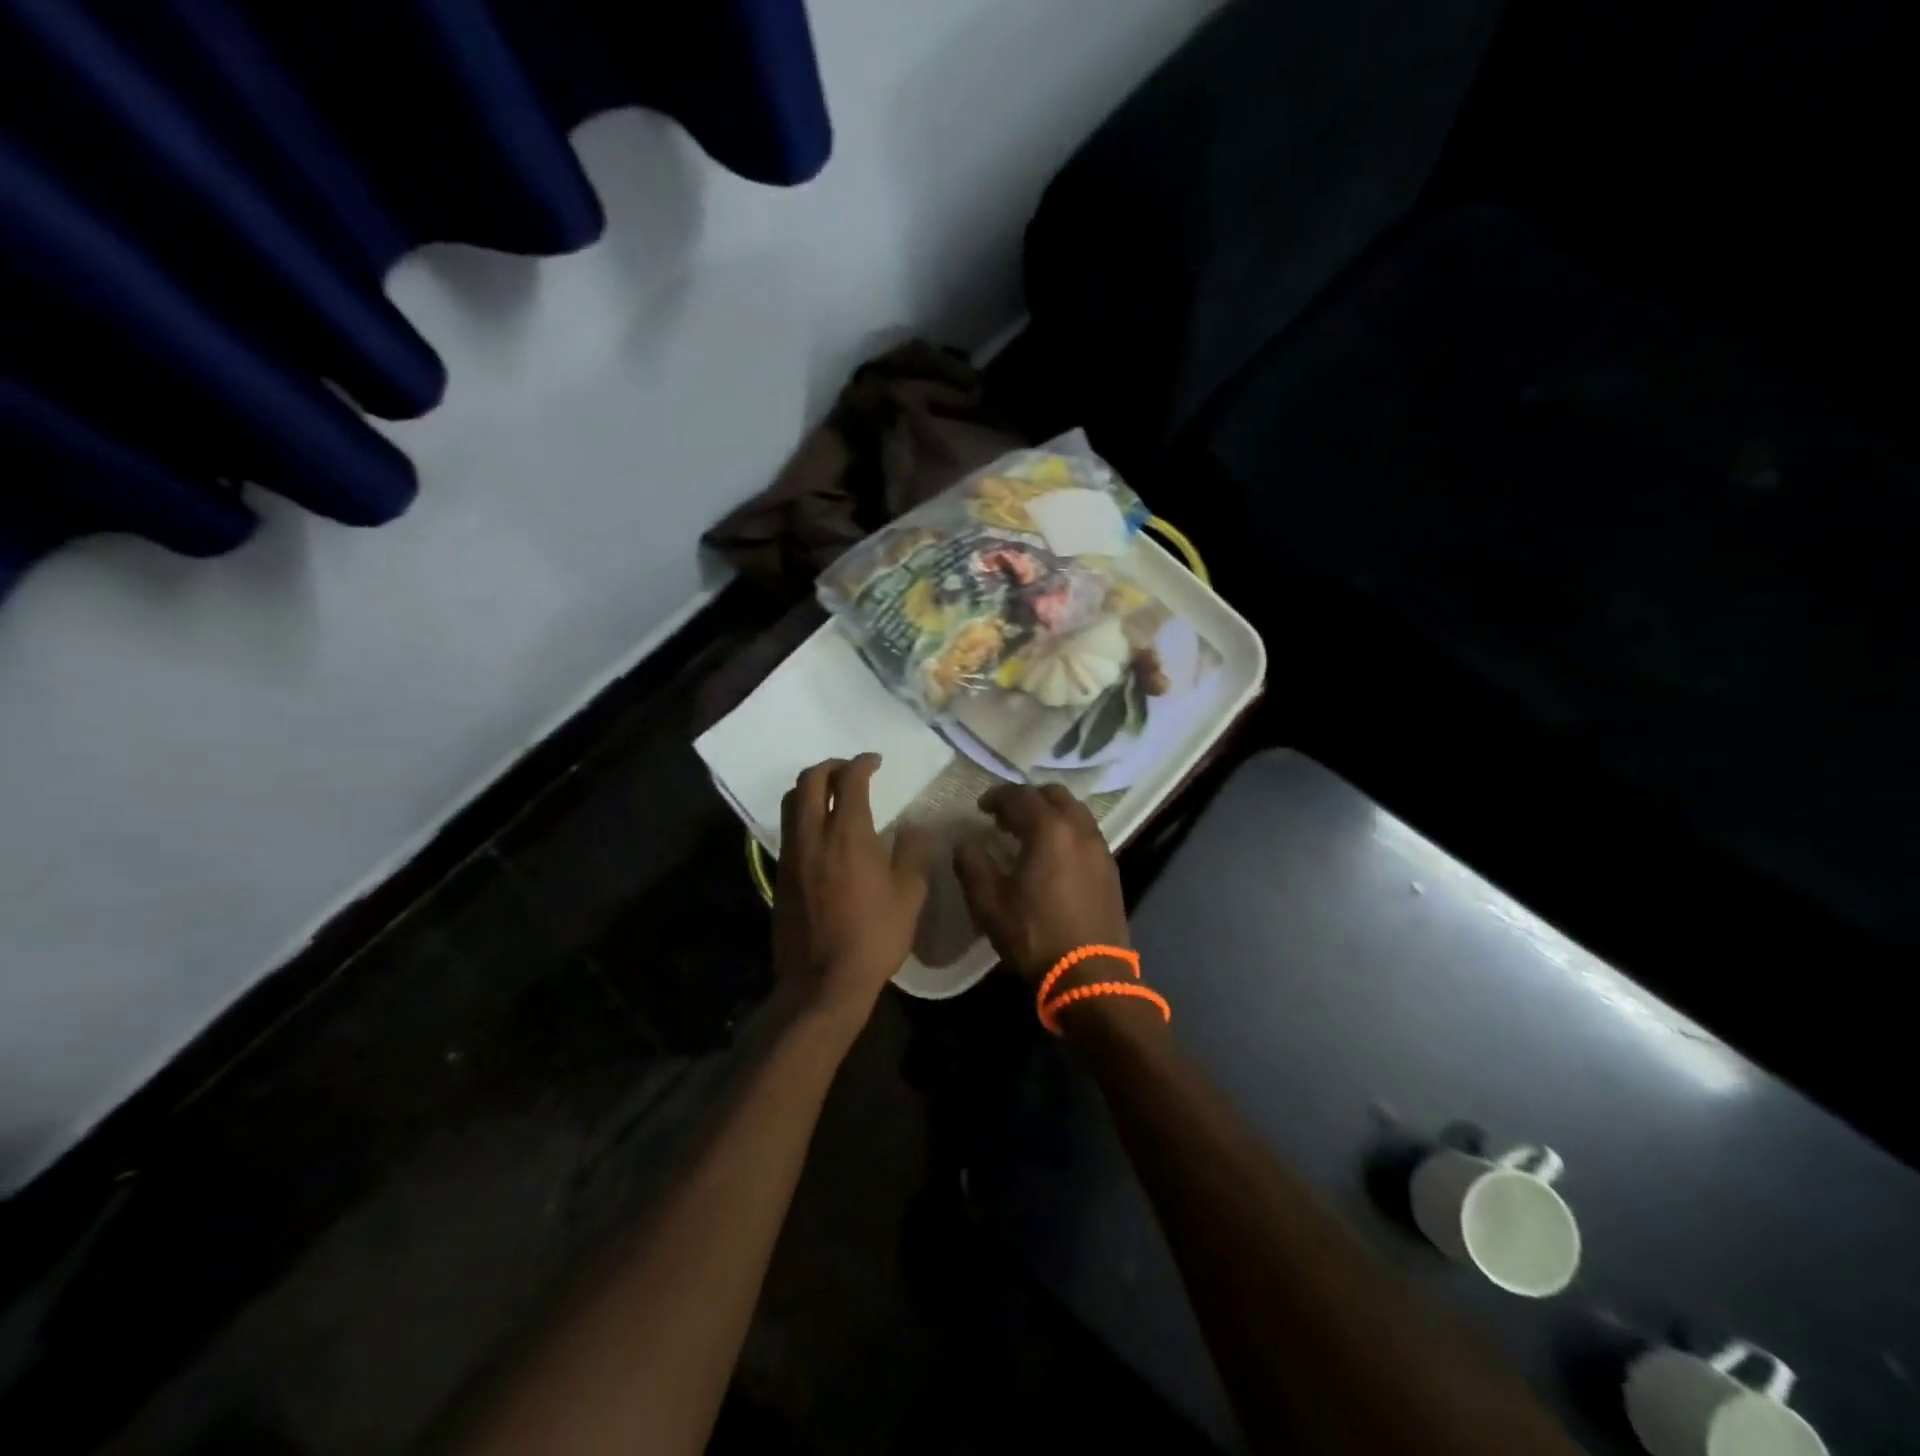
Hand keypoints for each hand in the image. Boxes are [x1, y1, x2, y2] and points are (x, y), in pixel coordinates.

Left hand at [773, 755, 935, 1030]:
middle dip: (830, 765)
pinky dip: (800, 813)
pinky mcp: (779, 875)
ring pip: (789, 801)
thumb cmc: (874, 937)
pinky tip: (819, 829)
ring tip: (831, 792)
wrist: (822, 982)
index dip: (862, 763)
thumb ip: (913, 853)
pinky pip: (787, 828)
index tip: (875, 762)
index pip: (849, 780)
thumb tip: (916, 827)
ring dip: (809, 786)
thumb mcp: (909, 895)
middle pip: (809, 780)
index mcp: (848, 834)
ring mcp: (791, 855)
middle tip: (850, 770)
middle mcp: (813, 835)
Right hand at [953, 784, 1130, 986]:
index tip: (981, 807)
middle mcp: (1080, 830)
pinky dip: (1067, 831)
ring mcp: (1100, 849)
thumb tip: (965, 842)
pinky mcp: (1110, 869)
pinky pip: (1086, 834)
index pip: (1020, 796)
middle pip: (1055, 795)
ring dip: (1051, 813)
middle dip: (1028, 798)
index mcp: (1050, 830)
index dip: (997, 796)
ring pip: (1076, 812)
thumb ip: (972, 865)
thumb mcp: (989, 903)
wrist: (1090, 975)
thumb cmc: (1035, 936)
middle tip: (1007, 817)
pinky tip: (1053, 856)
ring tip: (1030, 834)